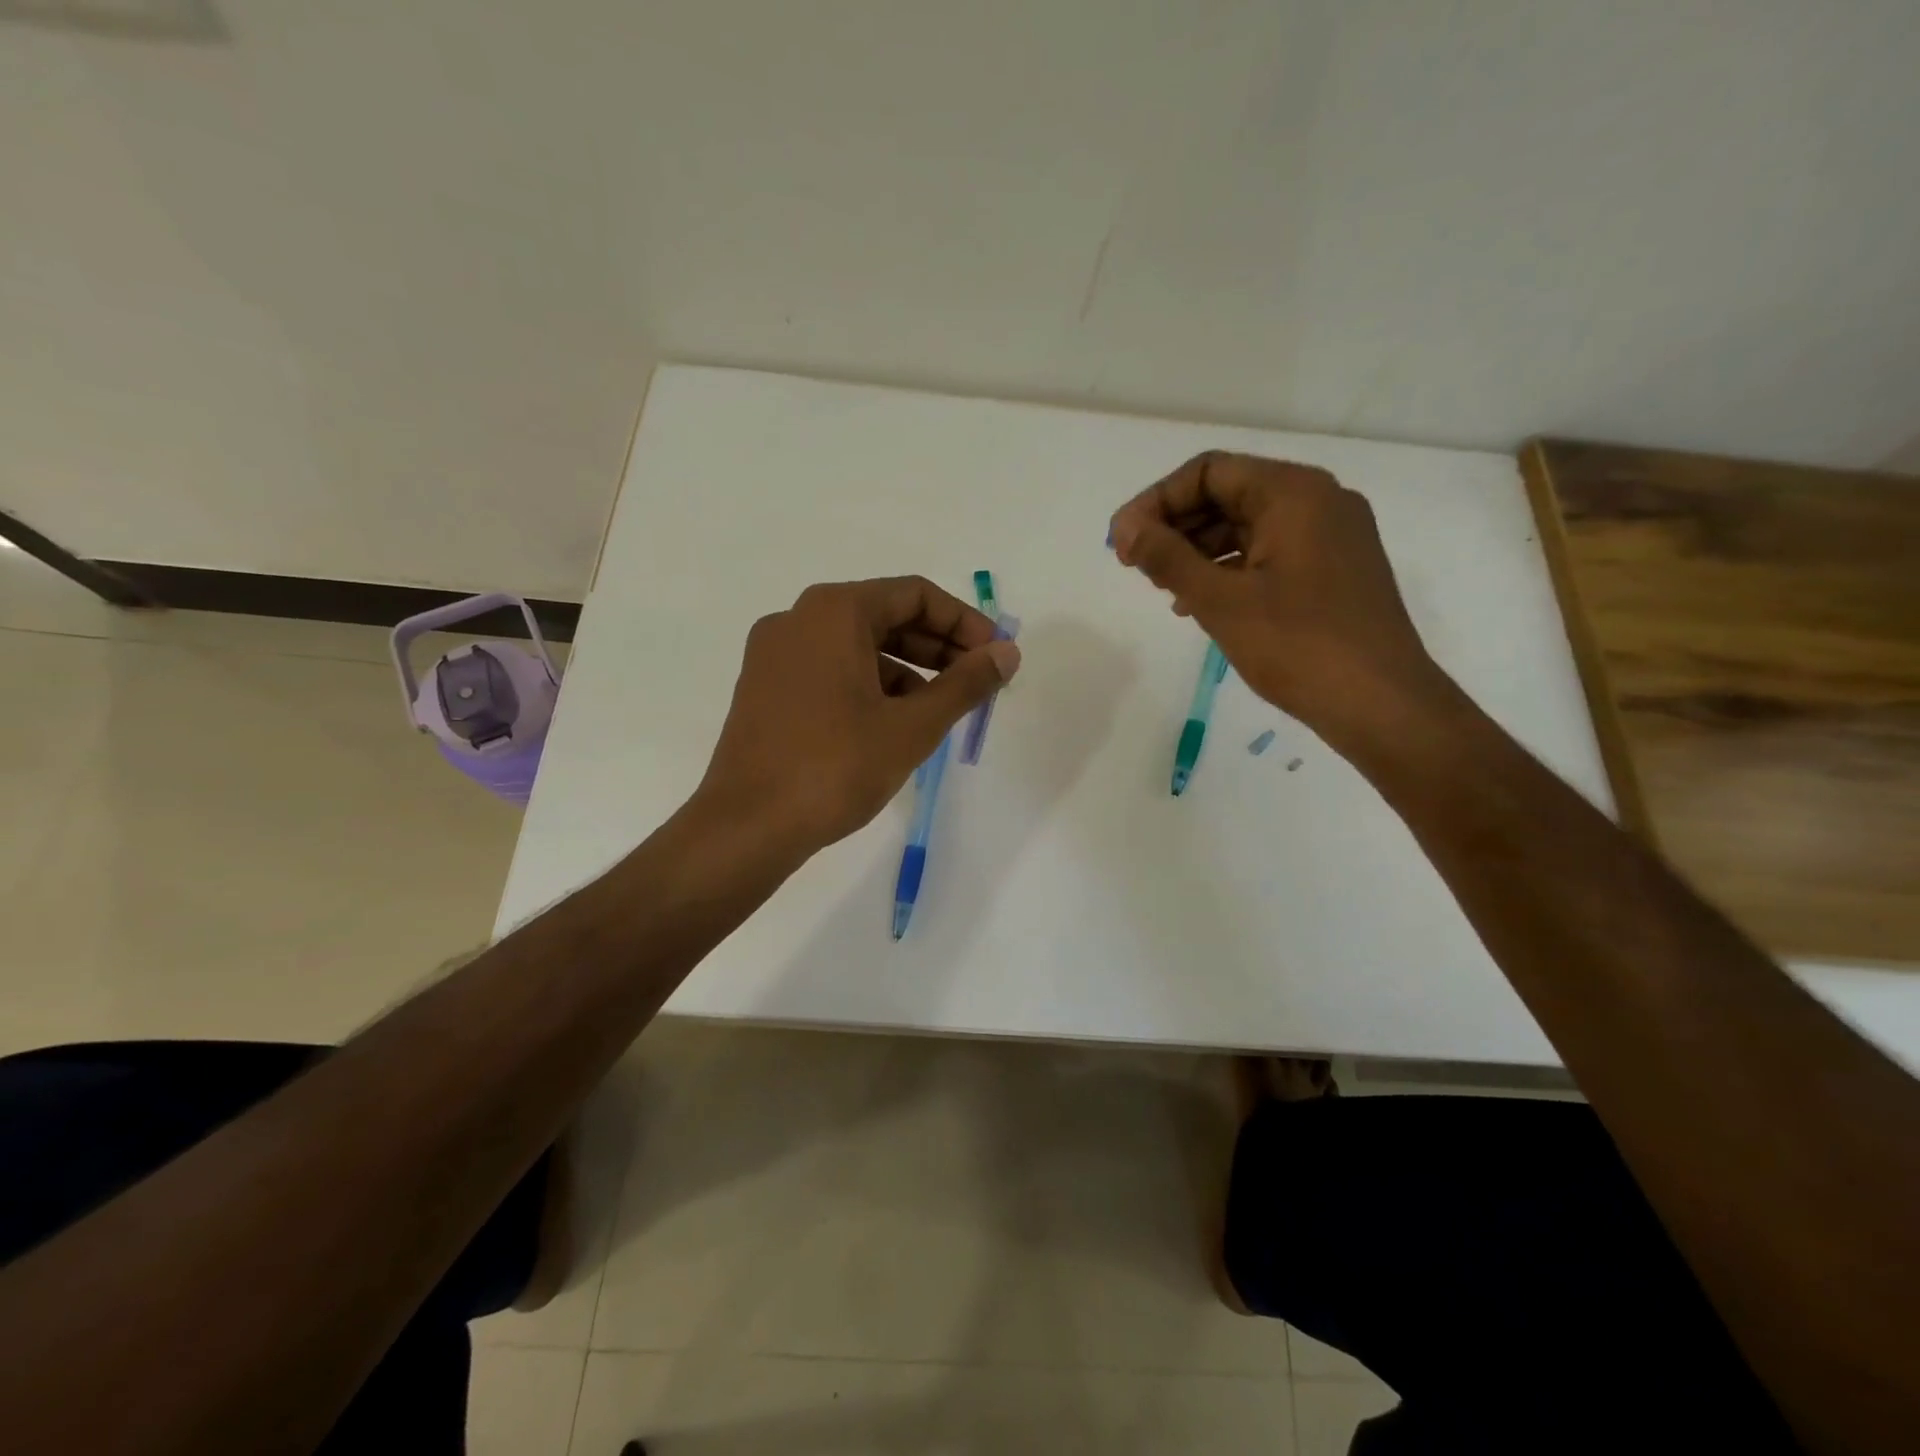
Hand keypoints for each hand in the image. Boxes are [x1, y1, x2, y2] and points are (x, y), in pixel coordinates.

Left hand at [695, 576, 1020, 854]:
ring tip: (939, 711)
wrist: (746, 827)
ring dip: (907, 670)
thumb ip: (966, 684)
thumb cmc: (835, 768)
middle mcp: (798, 619)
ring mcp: (774, 655)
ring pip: (857, 647)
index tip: (995, 657)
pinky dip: (869, 687)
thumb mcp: (912, 726)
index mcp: (833, 611)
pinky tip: (892, 726)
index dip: (964, 623)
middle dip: (938, 648)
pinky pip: (830, 671)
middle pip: (885, 616)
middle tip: (976, 683)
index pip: (915, 595)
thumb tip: (1008, 653)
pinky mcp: (764, 689)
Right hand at [1108, 451, 1451, 751]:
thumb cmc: (1298, 647)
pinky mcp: (1333, 570)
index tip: (1122, 542)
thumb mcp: (1221, 601)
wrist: (1381, 705)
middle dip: (1175, 526)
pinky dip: (1229, 569)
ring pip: (1246, 526)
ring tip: (1161, 588)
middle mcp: (1317, 501)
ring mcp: (1330, 537)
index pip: (1208, 472)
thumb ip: (1168, 558)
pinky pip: (1268, 553)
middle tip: (1135, 565)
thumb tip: (1126, 530)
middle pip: (1228, 494)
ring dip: (1197, 551)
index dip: (1156, 501)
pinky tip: (1199, 603)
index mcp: (1293, 493)